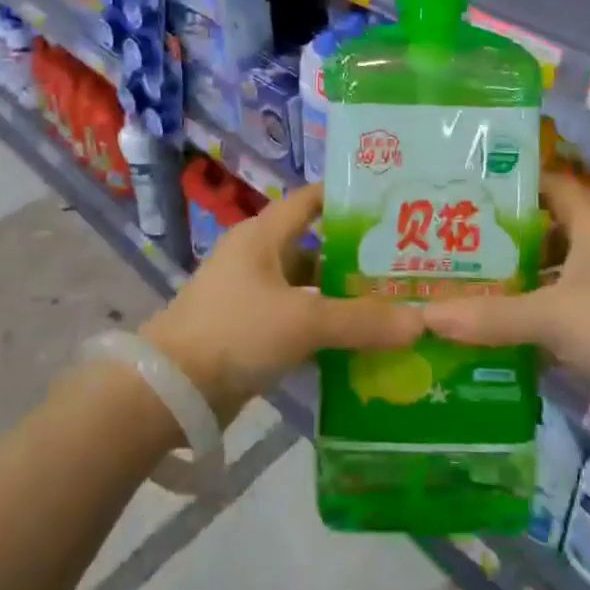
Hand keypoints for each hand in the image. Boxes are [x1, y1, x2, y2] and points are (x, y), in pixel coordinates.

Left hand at [141, 183, 423, 423]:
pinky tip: (356, 345)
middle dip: (354, 257)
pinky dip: (322, 329)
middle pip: (314, 248)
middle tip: (402, 264)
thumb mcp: (303, 321)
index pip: (309, 200)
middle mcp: (256, 258)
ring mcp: (249, 297)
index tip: (387, 203)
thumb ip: (361, 321)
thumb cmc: (236, 331)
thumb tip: (420, 322)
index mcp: (263, 235)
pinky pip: (294, 321)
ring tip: (389, 306)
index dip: (345, 197)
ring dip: (340, 298)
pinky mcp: (246, 332)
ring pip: (306, 289)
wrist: (170, 391)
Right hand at [420, 174, 589, 394]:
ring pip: (552, 267)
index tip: (466, 188)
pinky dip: (533, 307)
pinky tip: (496, 319)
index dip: (511, 181)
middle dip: (503, 232)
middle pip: (545, 226)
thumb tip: (425, 315)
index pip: (548, 182)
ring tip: (464, 274)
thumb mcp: (549, 317)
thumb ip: (489, 315)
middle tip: (452, 234)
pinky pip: (561, 301)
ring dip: (516, 273)